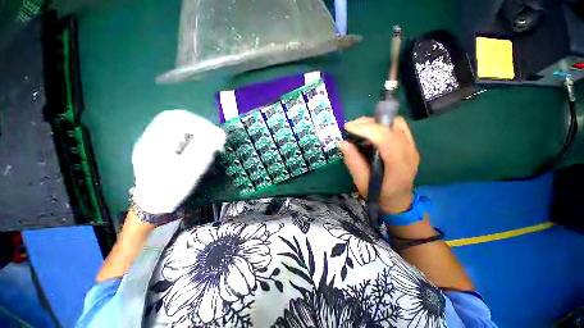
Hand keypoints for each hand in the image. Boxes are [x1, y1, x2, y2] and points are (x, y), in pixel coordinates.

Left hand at [131, 110, 225, 213]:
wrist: (152, 205)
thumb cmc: (170, 190)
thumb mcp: (188, 171)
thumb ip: (203, 150)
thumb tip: (220, 134)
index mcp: (155, 142)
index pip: (178, 119)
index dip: (201, 124)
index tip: (217, 135)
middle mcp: (152, 138)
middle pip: (177, 119)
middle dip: (199, 126)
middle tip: (214, 137)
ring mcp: (154, 142)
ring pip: (177, 126)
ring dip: (196, 131)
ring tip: (208, 142)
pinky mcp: (159, 147)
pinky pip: (176, 134)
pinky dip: (191, 136)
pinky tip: (198, 146)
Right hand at [338, 116, 419, 213]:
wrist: (398, 200)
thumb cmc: (379, 194)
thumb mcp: (361, 183)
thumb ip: (353, 162)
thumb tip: (342, 143)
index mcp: (398, 165)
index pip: (386, 139)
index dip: (366, 129)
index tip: (348, 127)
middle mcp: (409, 152)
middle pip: (391, 127)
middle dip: (368, 123)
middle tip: (350, 127)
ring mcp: (412, 147)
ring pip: (395, 123)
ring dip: (375, 122)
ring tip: (358, 127)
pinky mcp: (410, 144)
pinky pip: (398, 126)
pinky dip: (382, 124)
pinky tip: (371, 131)